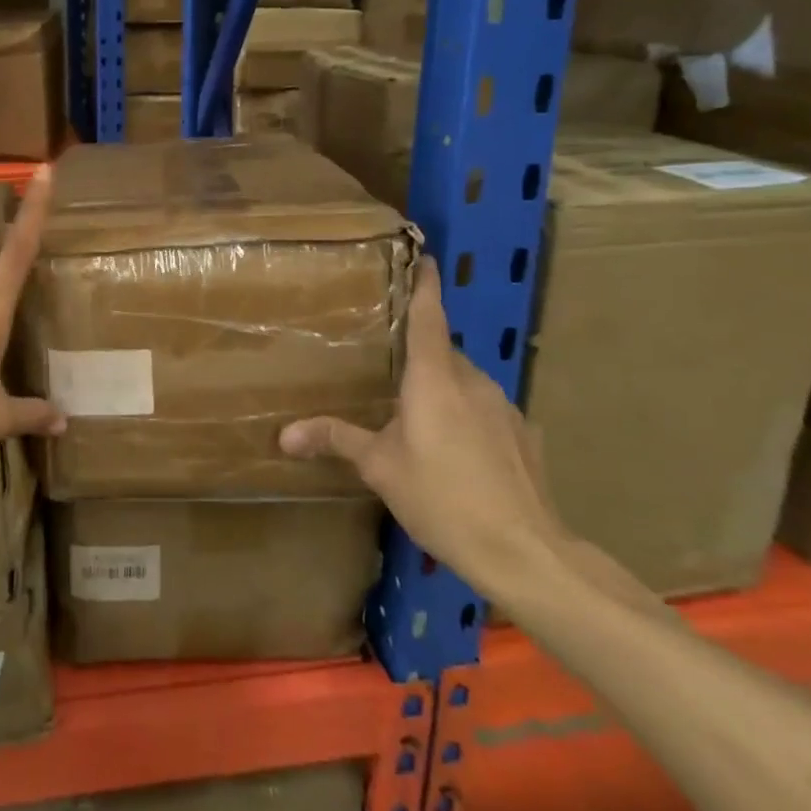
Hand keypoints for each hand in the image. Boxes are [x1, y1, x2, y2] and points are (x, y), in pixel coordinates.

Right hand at [279, 259, 568, 596]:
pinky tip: (456, 454)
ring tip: (417, 418)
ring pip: (464, 383)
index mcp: (434, 379)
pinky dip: (466, 418)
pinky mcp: (523, 435)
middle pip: (442, 353)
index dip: (425, 285)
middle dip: (418, 355)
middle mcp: (472, 381)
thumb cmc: (442, 497)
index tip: (424, 258)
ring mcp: (503, 407)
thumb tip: (284, 435)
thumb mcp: (380, 468)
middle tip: (388, 369)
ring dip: (441, 391)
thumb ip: (335, 440)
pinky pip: (485, 411)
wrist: (525, 552)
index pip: (428, 317)